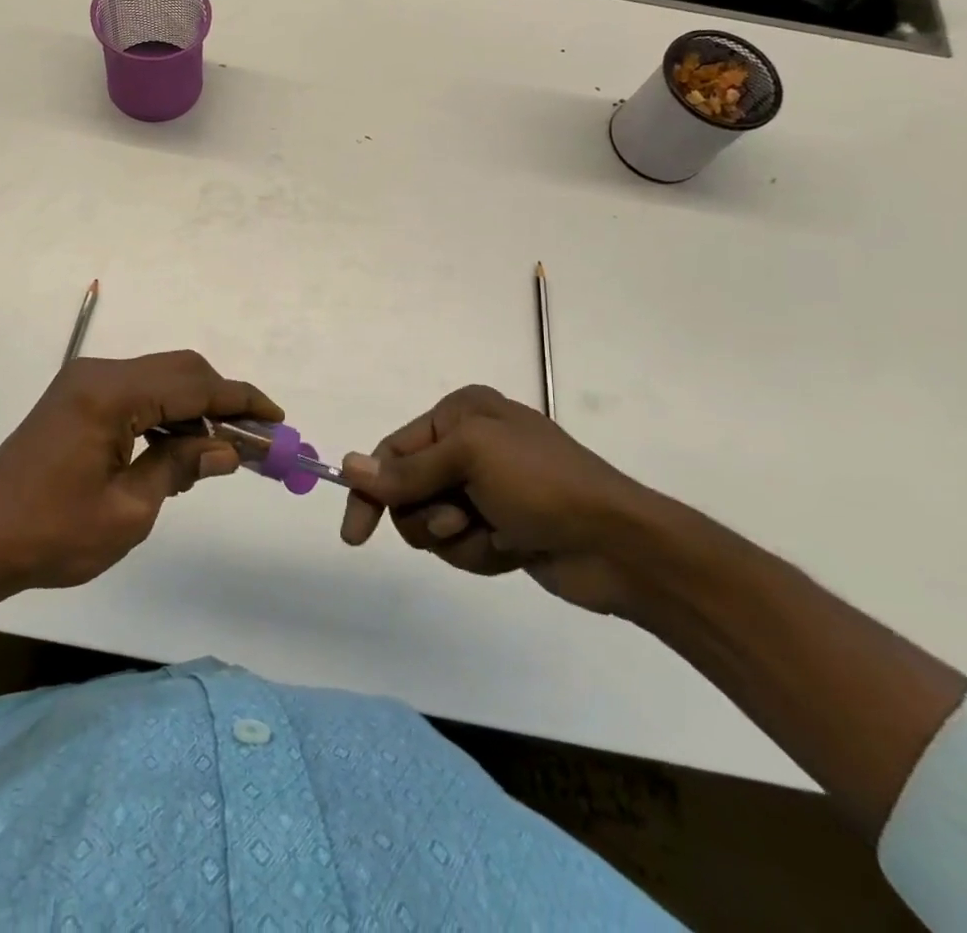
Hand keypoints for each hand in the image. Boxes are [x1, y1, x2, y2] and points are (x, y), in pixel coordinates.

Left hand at [0, 351, 280, 597]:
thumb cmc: (50, 535)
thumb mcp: (128, 510)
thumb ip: (180, 467)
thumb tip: (228, 449)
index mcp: (111, 394)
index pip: (194, 385)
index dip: (240, 400)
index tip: (277, 419)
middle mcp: (99, 374)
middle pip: (180, 371)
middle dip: (222, 401)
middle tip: (255, 439)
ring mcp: (84, 384)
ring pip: (159, 380)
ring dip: (194, 410)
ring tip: (219, 456)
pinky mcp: (75, 400)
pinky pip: (136, 395)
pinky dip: (165, 416)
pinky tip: (178, 453)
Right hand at [339, 385, 659, 614]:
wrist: (619, 545)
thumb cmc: (541, 483)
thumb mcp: (470, 459)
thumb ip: (407, 470)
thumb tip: (347, 467)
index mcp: (460, 414)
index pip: (393, 450)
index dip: (370, 490)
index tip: (355, 535)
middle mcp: (468, 445)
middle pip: (407, 490)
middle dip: (428, 514)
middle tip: (460, 520)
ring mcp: (484, 489)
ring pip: (431, 523)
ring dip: (457, 537)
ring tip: (495, 534)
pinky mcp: (498, 528)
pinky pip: (460, 546)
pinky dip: (479, 552)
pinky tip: (511, 548)